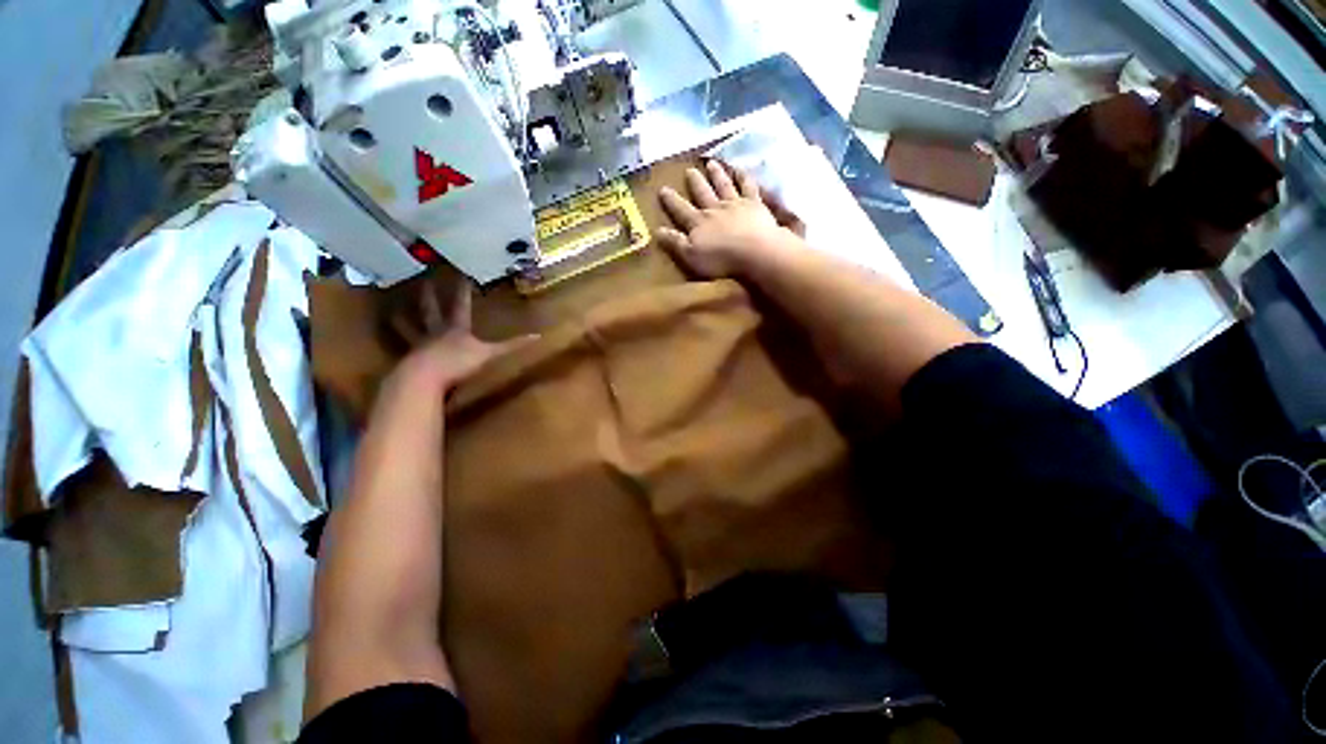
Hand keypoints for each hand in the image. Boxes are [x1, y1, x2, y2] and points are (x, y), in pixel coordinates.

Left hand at [388, 280, 534, 395]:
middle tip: (424, 282)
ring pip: (410, 328)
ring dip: (403, 320)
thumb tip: (538, 336)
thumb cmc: (458, 363)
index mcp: (456, 329)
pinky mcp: (410, 360)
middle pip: (431, 310)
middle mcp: (436, 332)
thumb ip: (512, 346)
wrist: (425, 378)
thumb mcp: (490, 354)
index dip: (462, 290)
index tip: (460, 273)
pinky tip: (394, 347)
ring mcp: (420, 345)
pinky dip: (397, 346)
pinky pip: (403, 350)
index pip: (461, 304)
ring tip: (393, 311)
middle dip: (430, 296)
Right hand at [658, 160, 805, 278]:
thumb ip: (675, 242)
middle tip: (688, 170)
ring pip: (723, 185)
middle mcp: (714, 209)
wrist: (754, 251)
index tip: (662, 189)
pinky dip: (744, 177)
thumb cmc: (720, 259)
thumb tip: (657, 230)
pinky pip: (748, 187)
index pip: (680, 210)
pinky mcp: (754, 204)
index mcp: (698, 223)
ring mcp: (735, 204)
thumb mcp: (691, 256)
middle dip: (694, 182)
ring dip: (716, 174)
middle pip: (702, 192)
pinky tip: (741, 169)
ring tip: (711, 163)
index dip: (671, 200)